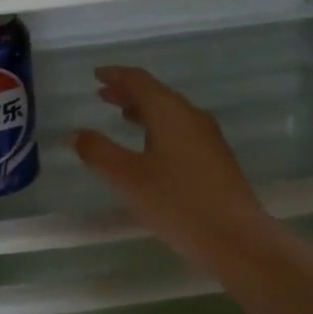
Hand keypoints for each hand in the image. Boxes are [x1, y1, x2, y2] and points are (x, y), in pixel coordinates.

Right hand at [74, 66, 273, 261]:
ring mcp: (208, 136)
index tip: (96, 75)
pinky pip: (181, 129)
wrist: (236, 238)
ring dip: (144, 110)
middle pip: (156, 93)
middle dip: (128, 92)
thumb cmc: (176, 202)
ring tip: (122, 116)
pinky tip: (151, 148)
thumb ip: (99, 152)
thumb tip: (76, 134)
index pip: (139, 80)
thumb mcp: (127, 178)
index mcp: (169, 111)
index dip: (116, 75)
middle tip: (103, 94)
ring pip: (170, 112)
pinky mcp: (216, 158)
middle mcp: (191, 115)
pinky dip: (159, 127)